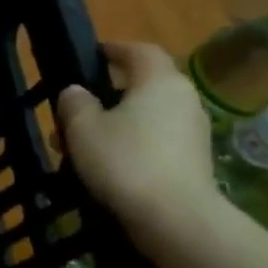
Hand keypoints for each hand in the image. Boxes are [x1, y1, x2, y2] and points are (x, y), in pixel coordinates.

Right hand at [56, 41, 223, 249]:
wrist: (175, 218)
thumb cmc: (124, 161)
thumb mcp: (82, 128)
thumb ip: (75, 102)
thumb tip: (77, 92)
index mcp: (159, 81)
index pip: (139, 50)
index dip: (114, 49)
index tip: (91, 55)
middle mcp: (183, 99)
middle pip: (143, 85)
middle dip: (107, 93)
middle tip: (75, 108)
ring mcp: (192, 131)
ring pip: (146, 115)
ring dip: (115, 122)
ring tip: (80, 143)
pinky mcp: (192, 160)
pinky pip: (154, 139)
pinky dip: (130, 143)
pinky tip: (104, 164)